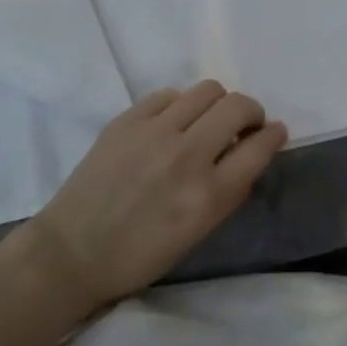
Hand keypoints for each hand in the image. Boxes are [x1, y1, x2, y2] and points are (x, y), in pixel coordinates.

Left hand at [23, 82, 288, 310]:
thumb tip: (250, 155)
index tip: (275, 131)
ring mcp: (155, 132)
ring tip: (208, 119)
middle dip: (251, 112)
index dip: (274, 134)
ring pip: (208, 90)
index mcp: (208, 196)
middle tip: (244, 124)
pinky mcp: (128, 119)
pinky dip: (181, 105)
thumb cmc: (139, 255)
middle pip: (238, 107)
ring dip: (218, 103)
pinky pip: (170, 94)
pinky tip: (172, 122)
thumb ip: (228, 192)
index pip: (259, 147)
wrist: (72, 252)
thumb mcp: (197, 234)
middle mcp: (187, 156)